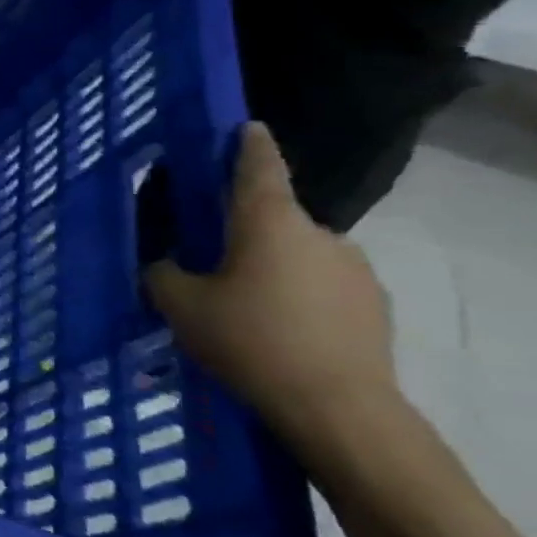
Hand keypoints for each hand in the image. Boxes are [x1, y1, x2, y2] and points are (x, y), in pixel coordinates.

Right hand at [146, 123, 396, 456]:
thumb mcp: (178, 303)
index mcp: (269, 222)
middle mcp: (319, 234)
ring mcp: (354, 271)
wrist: (337, 409)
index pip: (259, 167)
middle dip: (243, 231)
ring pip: (296, 254)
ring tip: (238, 303)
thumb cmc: (249, 340)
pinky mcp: (372, 307)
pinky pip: (320, 286)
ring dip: (269, 266)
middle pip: (272, 218)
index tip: (246, 126)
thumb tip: (167, 263)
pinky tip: (273, 328)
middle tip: (207, 257)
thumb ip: (164, 271)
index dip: (249, 144)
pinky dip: (295, 295)